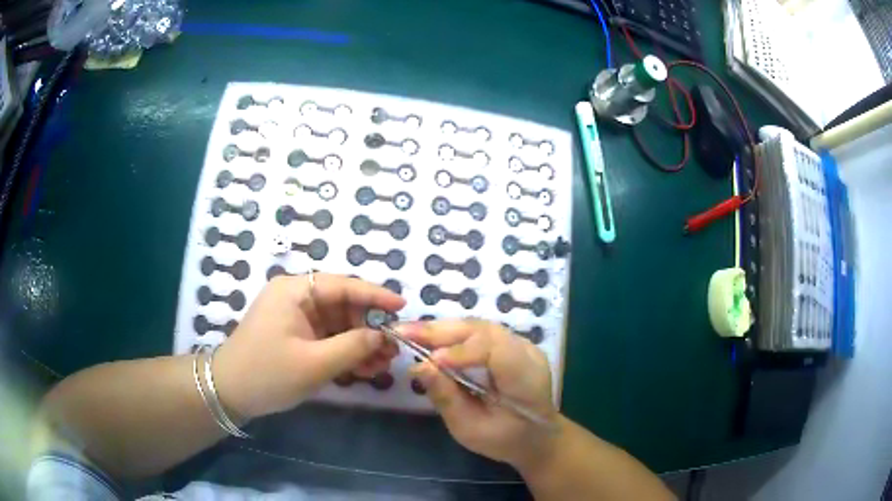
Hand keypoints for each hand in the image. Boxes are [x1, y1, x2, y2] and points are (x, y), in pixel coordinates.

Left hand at [213, 273, 404, 419]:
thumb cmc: (268, 373)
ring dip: (361, 344)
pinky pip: (328, 339)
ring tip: (383, 365)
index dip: (375, 295)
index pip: (343, 285)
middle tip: (393, 349)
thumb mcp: (314, 363)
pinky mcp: (296, 336)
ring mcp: (296, 318)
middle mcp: (296, 297)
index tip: (403, 306)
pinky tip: (365, 369)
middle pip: (343, 305)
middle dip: (369, 328)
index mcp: (295, 291)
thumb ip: (353, 346)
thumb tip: (382, 335)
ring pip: (338, 324)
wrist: (230, 393)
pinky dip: (346, 352)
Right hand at [402, 320, 558, 468]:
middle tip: (402, 331)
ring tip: (409, 332)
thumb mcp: (471, 430)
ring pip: (479, 327)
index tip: (428, 360)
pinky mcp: (510, 344)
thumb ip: (447, 398)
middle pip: (484, 331)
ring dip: (442, 329)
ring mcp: (521, 344)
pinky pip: (479, 332)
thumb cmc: (505, 440)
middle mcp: (527, 352)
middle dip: (441, 331)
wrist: (536, 437)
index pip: (495, 350)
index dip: (461, 351)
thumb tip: (418, 367)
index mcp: (526, 378)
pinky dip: (452, 334)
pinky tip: (430, 337)